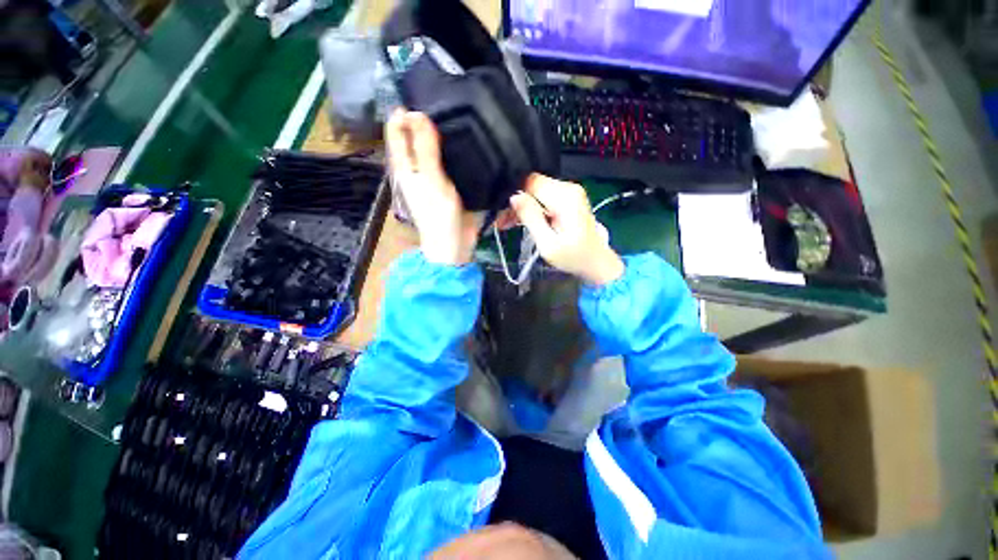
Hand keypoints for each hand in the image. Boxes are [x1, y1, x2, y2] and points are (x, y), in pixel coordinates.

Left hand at [386, 110, 483, 265]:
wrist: (453, 244)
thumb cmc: (439, 214)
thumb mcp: (431, 179)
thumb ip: (424, 148)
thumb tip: (415, 113)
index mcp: (404, 166)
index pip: (396, 130)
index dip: (404, 110)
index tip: (424, 92)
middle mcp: (414, 168)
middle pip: (413, 136)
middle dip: (423, 118)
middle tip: (446, 98)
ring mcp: (430, 177)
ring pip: (431, 148)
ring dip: (439, 133)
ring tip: (457, 113)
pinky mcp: (445, 185)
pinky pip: (446, 161)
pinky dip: (451, 149)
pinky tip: (464, 141)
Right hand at [510, 174, 623, 285]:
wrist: (596, 262)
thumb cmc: (573, 257)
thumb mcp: (548, 243)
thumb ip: (531, 218)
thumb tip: (514, 197)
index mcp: (565, 197)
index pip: (530, 181)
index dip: (513, 193)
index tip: (502, 212)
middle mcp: (568, 188)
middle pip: (532, 185)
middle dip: (515, 202)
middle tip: (501, 222)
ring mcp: (569, 192)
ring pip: (535, 191)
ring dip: (521, 207)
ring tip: (506, 224)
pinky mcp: (568, 199)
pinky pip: (543, 198)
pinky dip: (531, 208)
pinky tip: (520, 221)